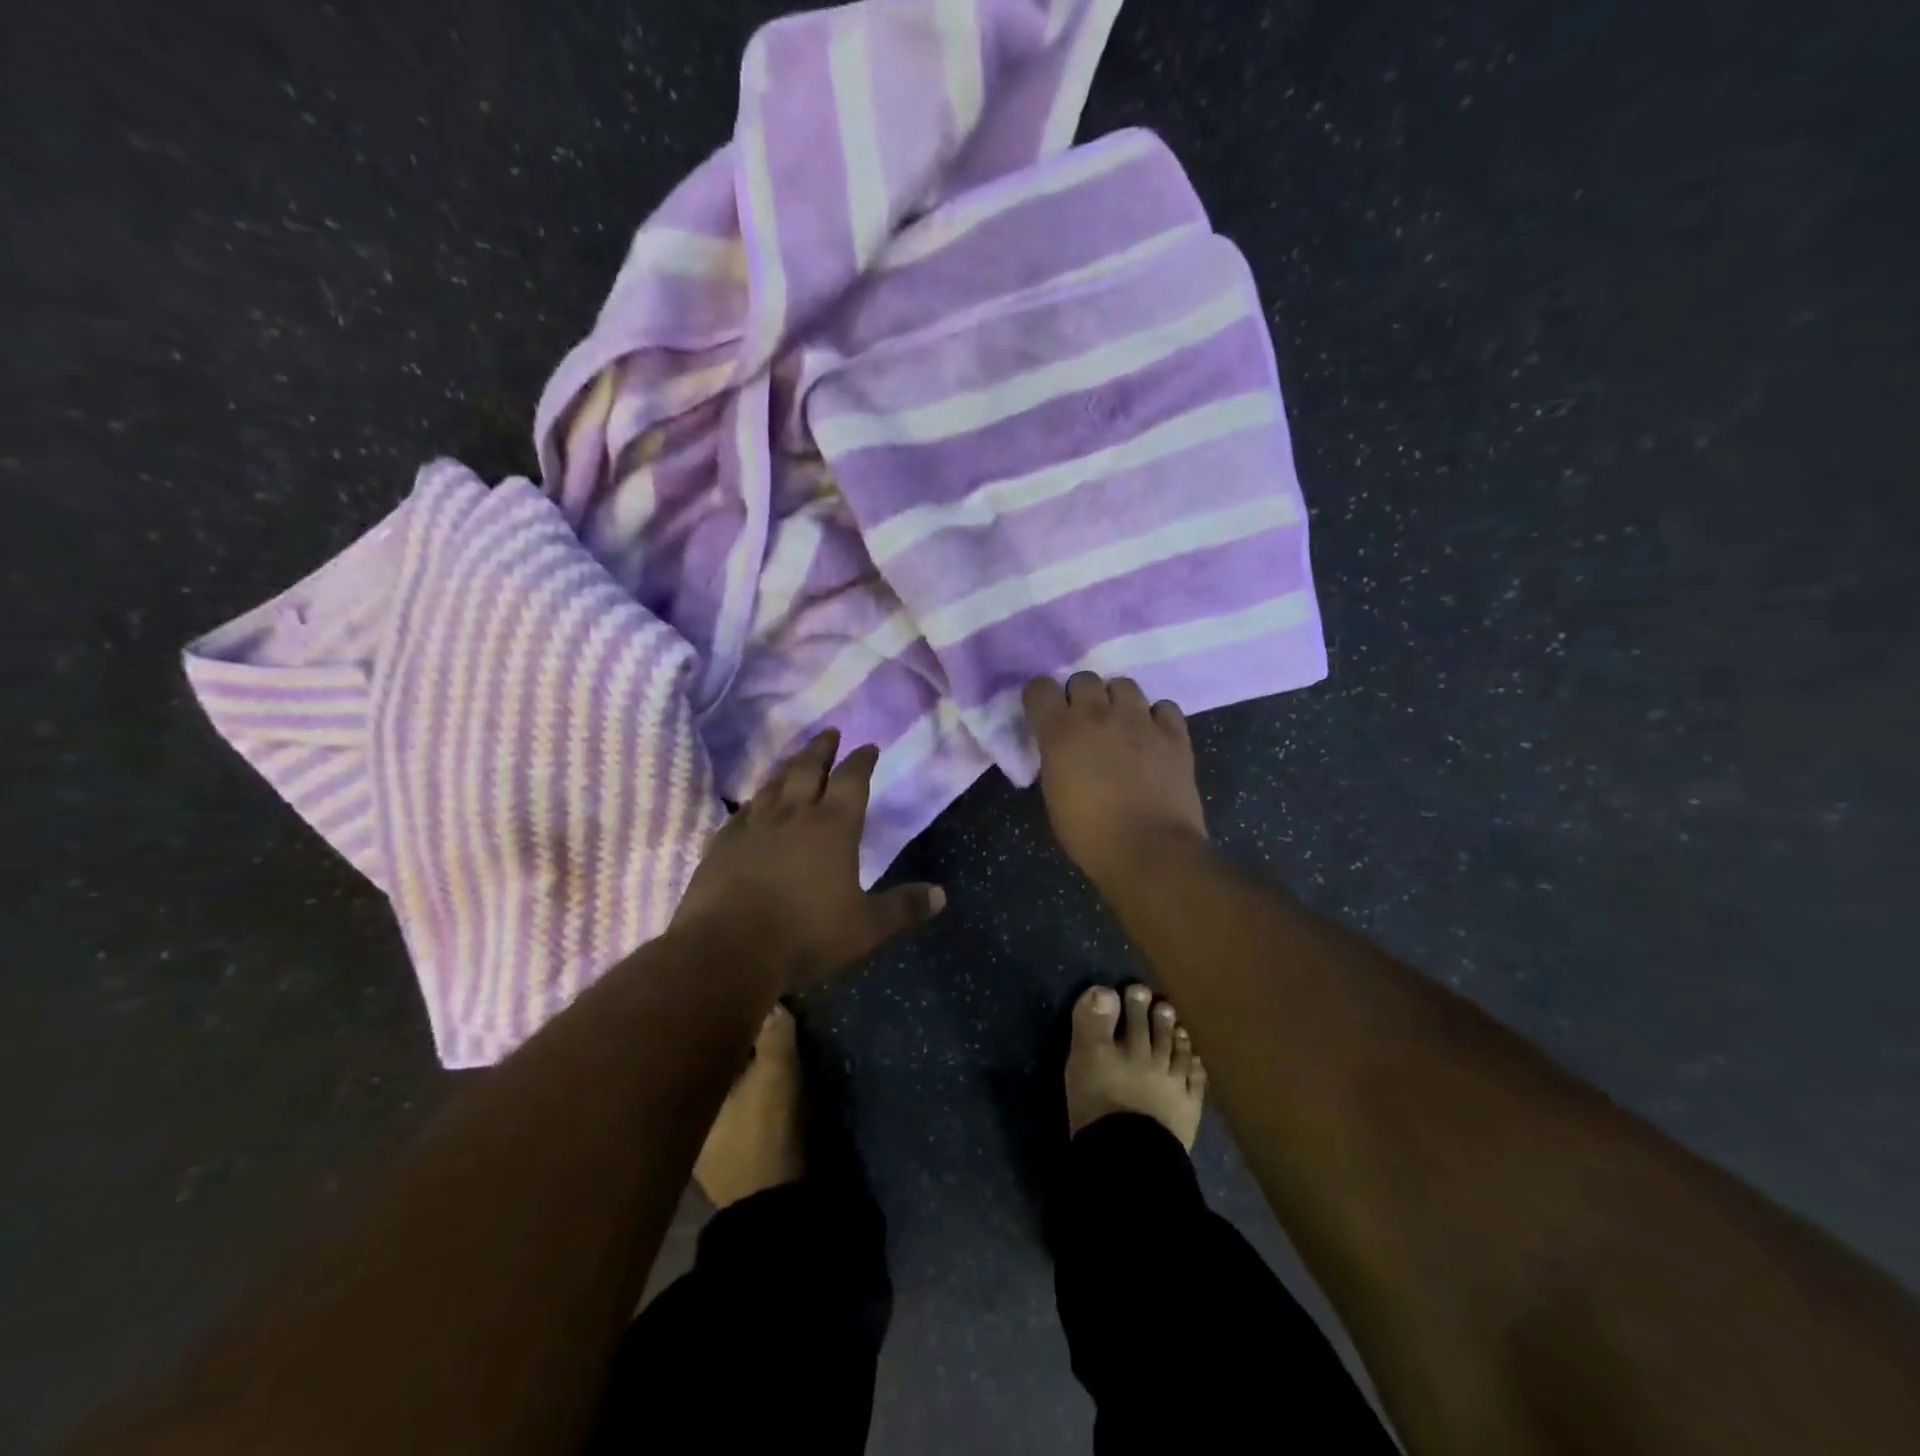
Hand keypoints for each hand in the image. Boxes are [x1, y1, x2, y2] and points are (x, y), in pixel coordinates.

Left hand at [670, 729, 945, 986]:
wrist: (728, 950)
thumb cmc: (805, 935)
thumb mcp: (866, 928)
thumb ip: (903, 908)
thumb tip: (941, 895)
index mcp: (833, 827)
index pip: (851, 780)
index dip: (861, 761)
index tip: (868, 746)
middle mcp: (794, 815)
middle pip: (808, 769)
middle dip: (822, 749)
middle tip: (830, 732)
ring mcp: (754, 826)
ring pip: (773, 784)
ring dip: (788, 767)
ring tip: (795, 758)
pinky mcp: (722, 843)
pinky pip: (742, 812)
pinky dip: (753, 801)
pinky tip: (752, 804)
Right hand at [1022, 673, 1208, 890]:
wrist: (1150, 851)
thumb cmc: (1091, 835)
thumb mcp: (1054, 796)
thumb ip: (1054, 759)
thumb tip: (1061, 749)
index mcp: (1061, 732)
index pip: (1040, 687)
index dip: (1040, 699)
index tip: (1043, 715)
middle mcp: (1099, 715)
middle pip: (1083, 678)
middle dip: (1080, 696)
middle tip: (1084, 722)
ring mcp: (1140, 720)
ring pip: (1124, 685)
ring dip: (1117, 701)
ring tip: (1120, 724)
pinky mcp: (1174, 734)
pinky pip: (1164, 706)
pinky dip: (1156, 716)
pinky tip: (1153, 735)